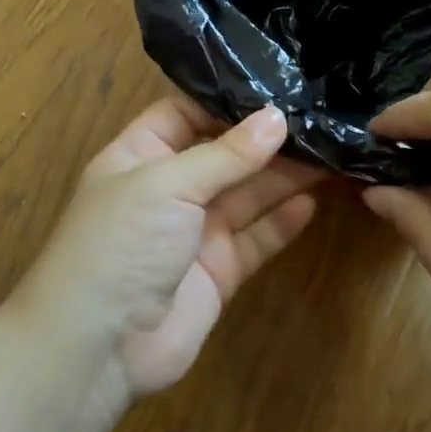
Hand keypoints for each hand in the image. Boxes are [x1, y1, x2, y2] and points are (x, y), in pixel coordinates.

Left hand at [10, 96, 320, 401]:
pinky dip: (281, 222)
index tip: (276, 86)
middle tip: (319, 118)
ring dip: (283, 176)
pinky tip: (312, 202)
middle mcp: (169, 189)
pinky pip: (256, 239)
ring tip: (329, 151)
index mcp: (140, 156)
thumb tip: (277, 117)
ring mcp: (195, 232)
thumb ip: (226, 154)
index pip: (184, 113)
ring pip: (246, 195)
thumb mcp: (167, 184)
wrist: (101, 346)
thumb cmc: (122, 243)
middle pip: (224, 154)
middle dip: (266, 139)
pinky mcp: (219, 271)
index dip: (225, 101)